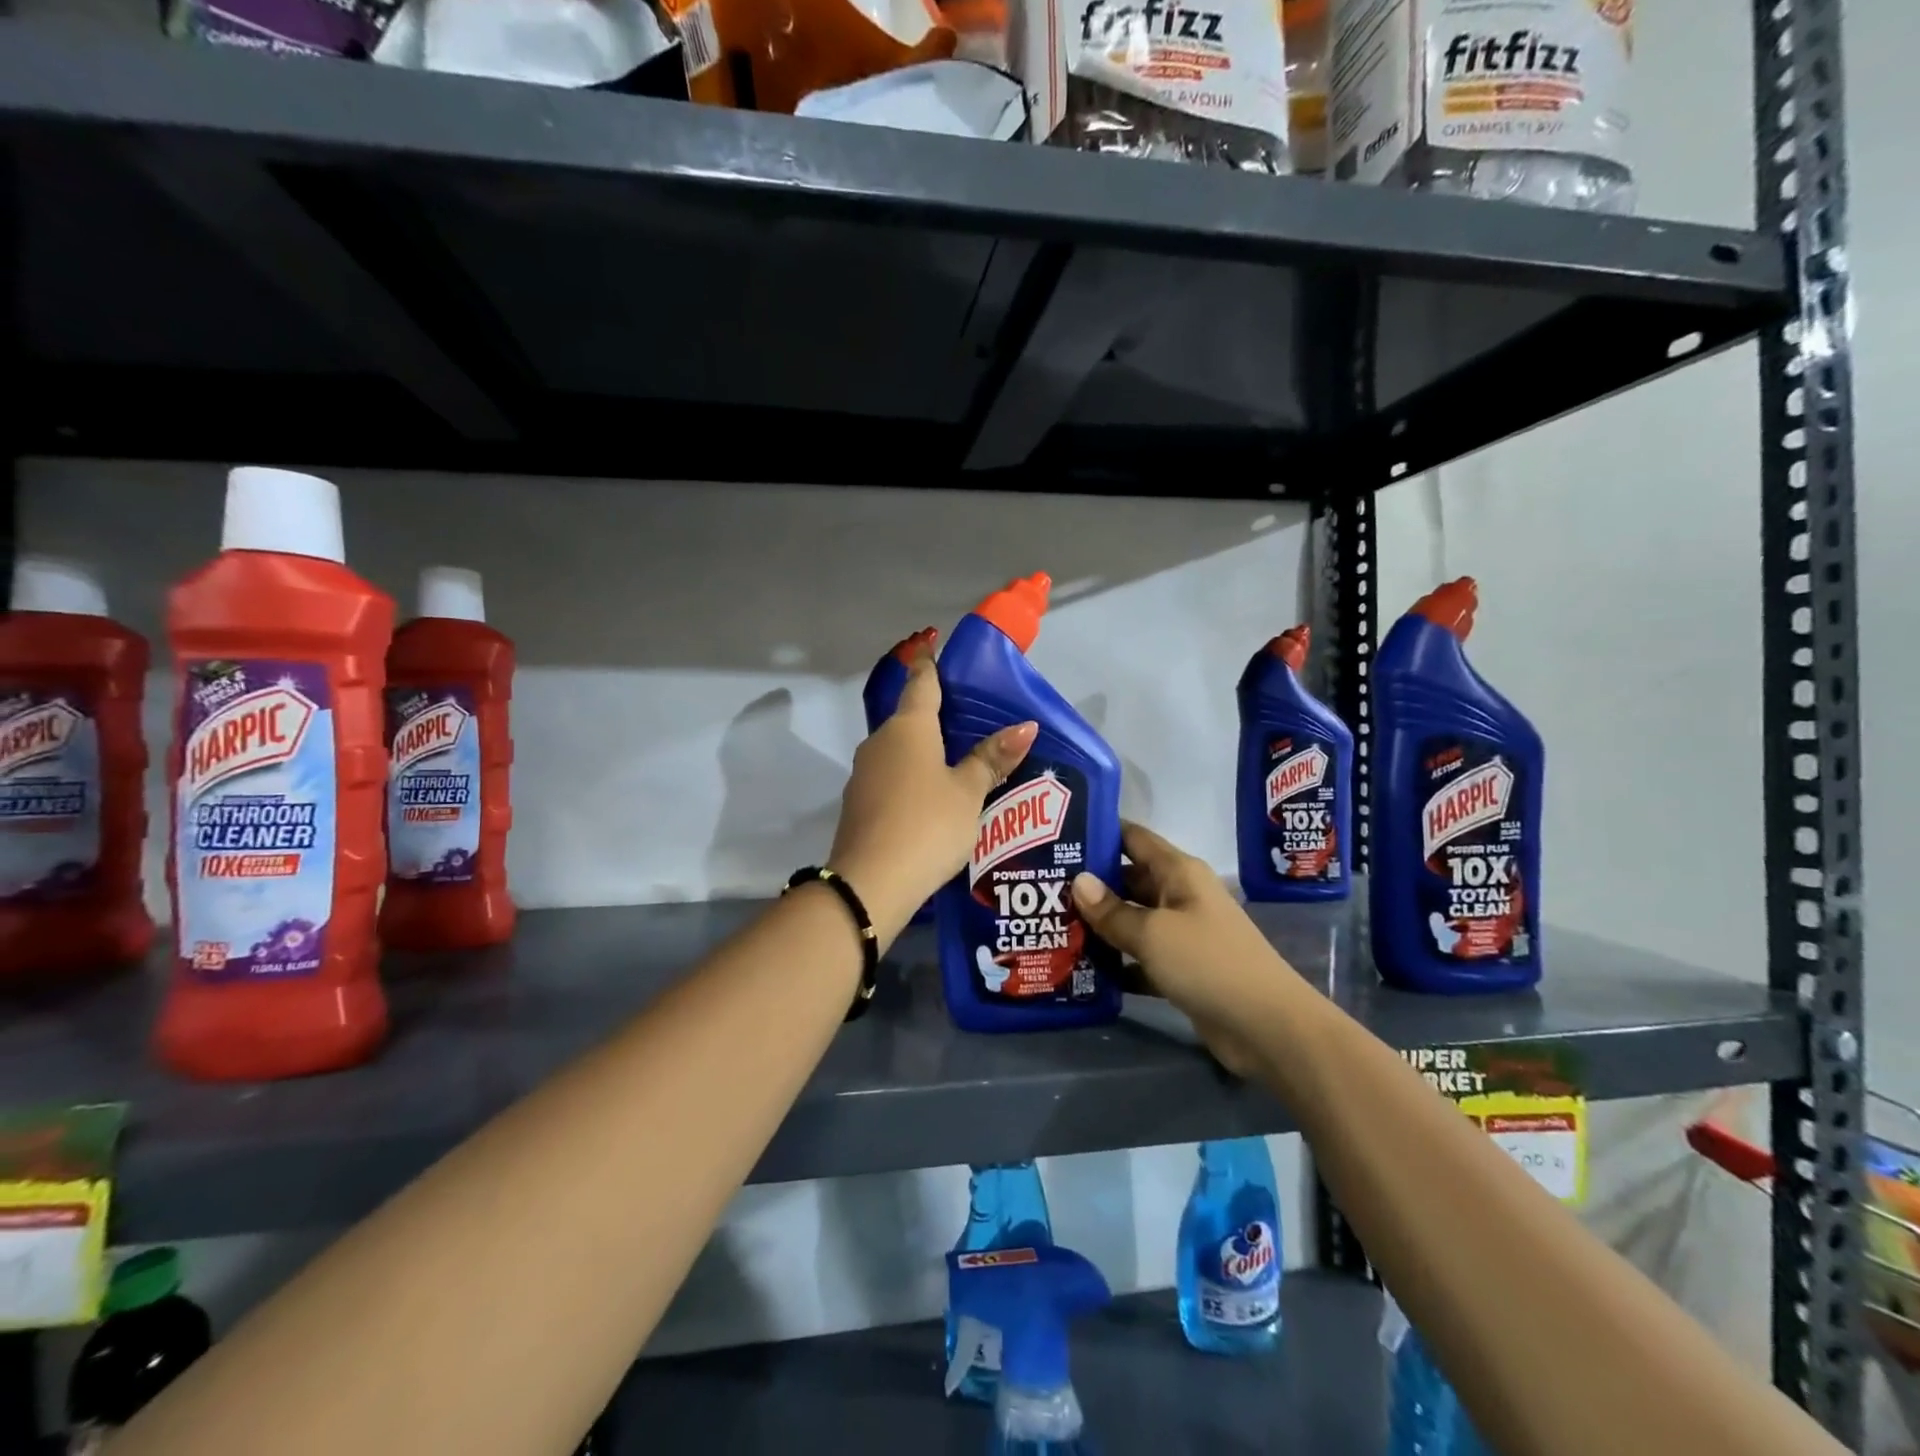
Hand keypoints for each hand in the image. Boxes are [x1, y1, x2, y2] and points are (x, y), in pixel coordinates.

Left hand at [829, 652, 1036, 943]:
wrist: (869, 883)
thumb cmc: (928, 825)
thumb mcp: (969, 793)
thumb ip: (991, 759)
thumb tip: (1025, 726)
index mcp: (908, 727)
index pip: (921, 681)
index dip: (929, 662)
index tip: (933, 645)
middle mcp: (879, 741)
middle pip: (909, 718)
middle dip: (934, 717)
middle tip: (968, 722)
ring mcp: (863, 773)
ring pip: (898, 751)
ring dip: (922, 753)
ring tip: (956, 766)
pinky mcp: (858, 804)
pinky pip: (890, 779)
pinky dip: (910, 780)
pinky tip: (930, 801)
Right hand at [1071, 821, 1289, 1077]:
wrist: (1267, 1028)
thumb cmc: (1209, 963)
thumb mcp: (1153, 933)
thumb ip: (1112, 910)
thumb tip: (1078, 881)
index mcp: (1178, 873)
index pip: (1133, 838)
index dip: (1099, 832)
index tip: (1057, 835)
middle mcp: (1180, 896)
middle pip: (1128, 880)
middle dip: (1089, 884)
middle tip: (1041, 887)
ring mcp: (1182, 934)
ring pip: (1132, 920)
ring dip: (1099, 925)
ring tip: (1051, 925)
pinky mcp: (1182, 970)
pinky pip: (1140, 957)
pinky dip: (1117, 962)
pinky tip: (1081, 969)